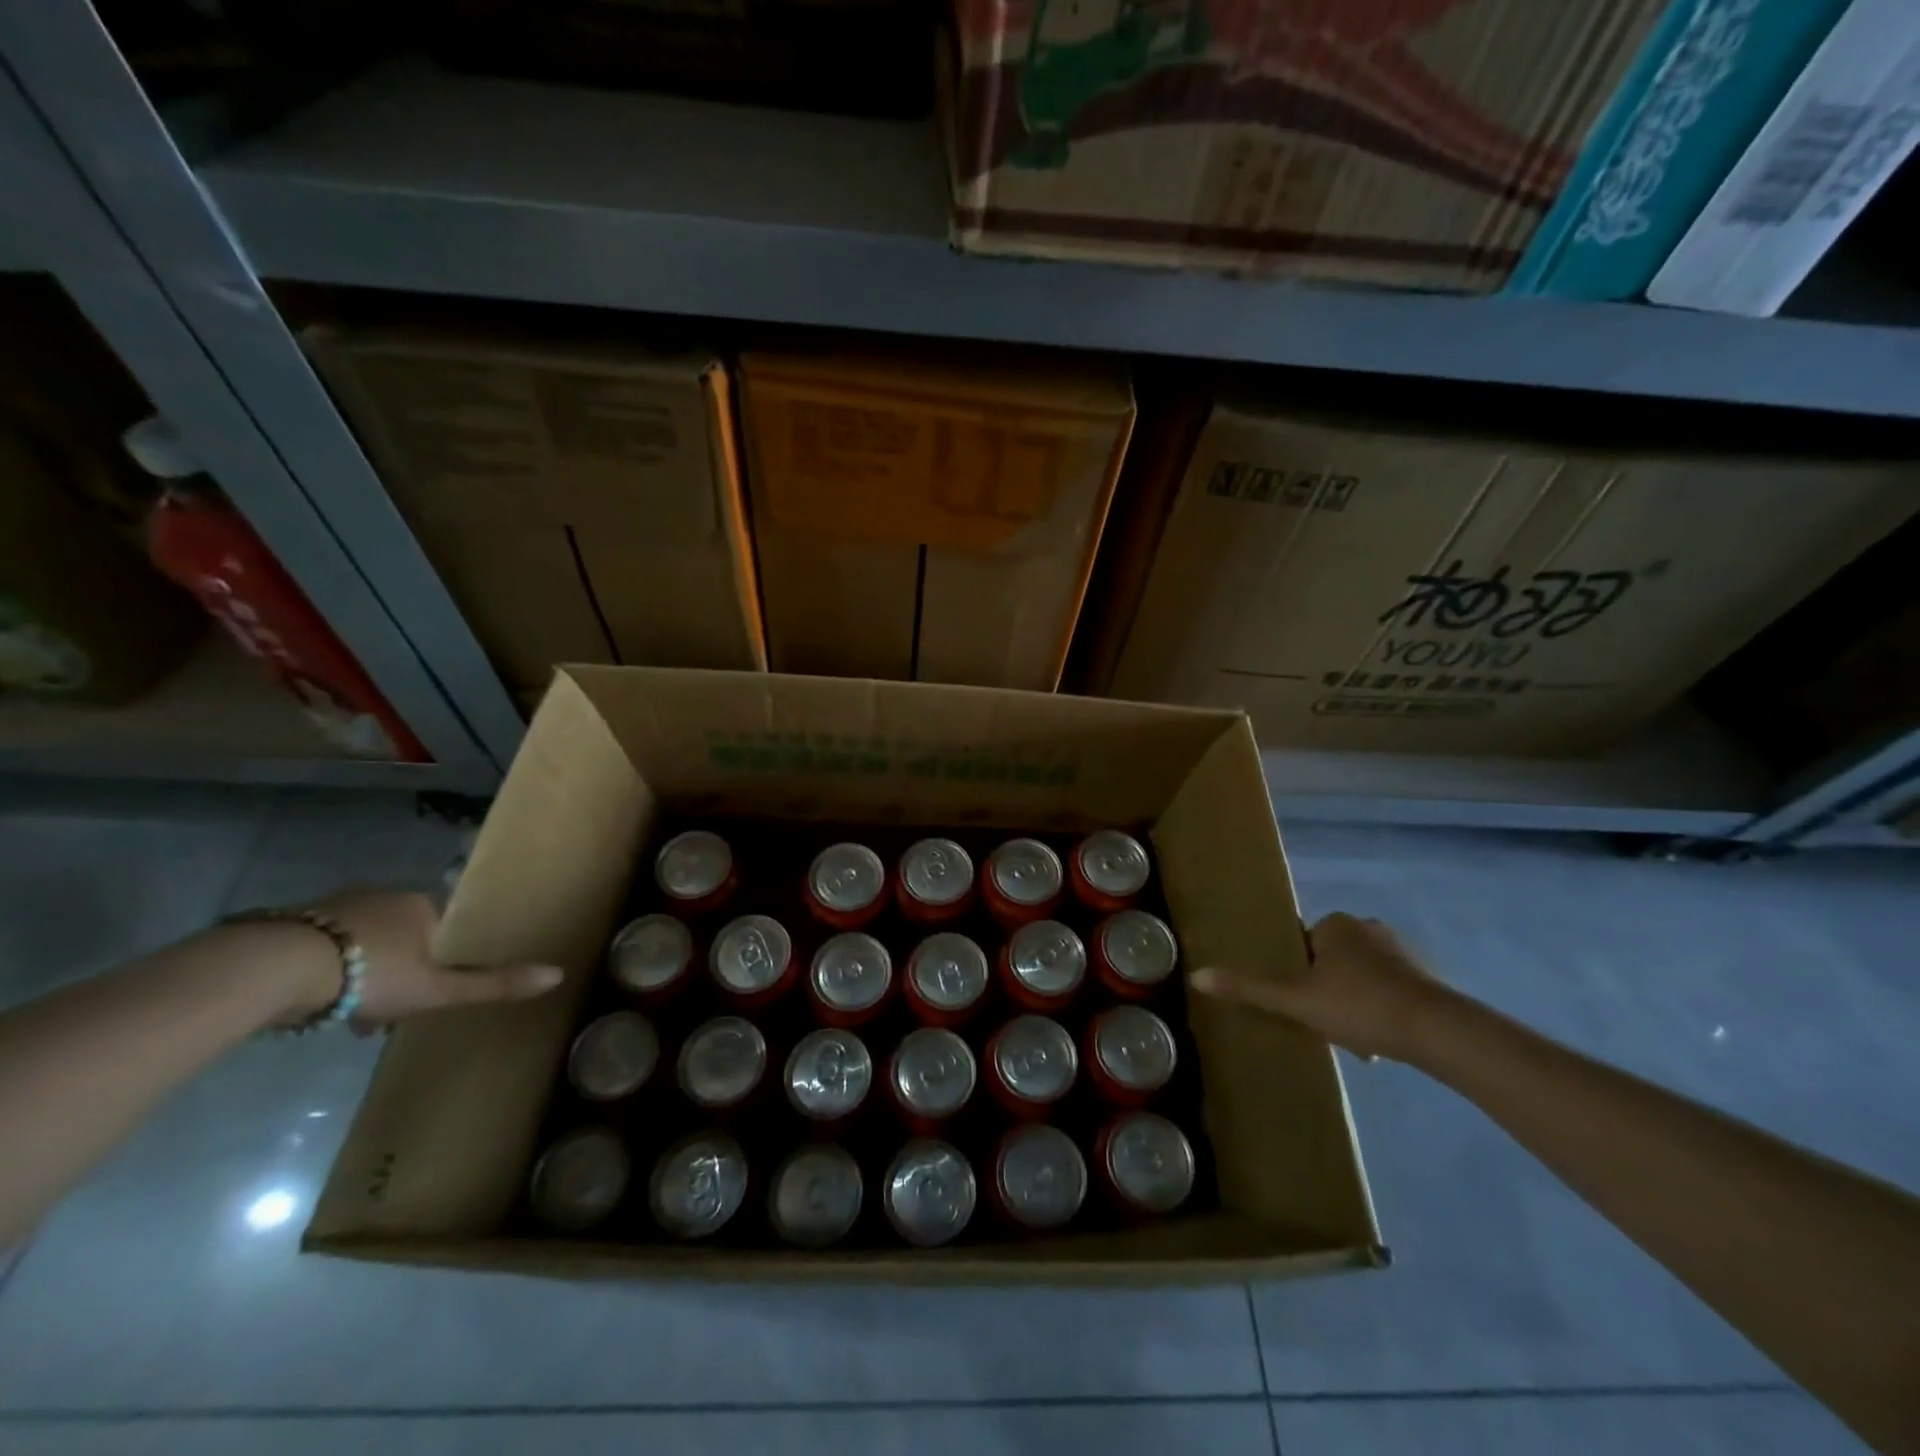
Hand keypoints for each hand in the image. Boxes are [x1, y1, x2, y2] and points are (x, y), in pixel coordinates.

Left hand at [273, 890, 562, 1029]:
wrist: (274, 967)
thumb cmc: (370, 974)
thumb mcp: (438, 988)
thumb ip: (492, 984)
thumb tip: (558, 974)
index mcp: (421, 905)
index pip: (444, 927)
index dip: (442, 959)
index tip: (432, 991)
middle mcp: (383, 896)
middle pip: (403, 936)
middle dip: (401, 972)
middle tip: (390, 1012)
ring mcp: (335, 906)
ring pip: (363, 943)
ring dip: (362, 976)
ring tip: (350, 1018)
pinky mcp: (292, 922)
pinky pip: (325, 947)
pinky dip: (328, 971)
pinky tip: (315, 1003)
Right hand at [1188, 911, 1449, 1062]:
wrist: (1436, 1030)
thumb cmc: (1359, 1006)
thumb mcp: (1296, 1001)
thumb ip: (1248, 989)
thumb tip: (1196, 976)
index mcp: (1335, 925)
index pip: (1303, 944)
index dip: (1297, 974)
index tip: (1301, 1004)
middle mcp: (1366, 927)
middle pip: (1331, 961)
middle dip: (1327, 991)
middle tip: (1325, 1024)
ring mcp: (1399, 950)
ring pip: (1360, 977)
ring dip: (1353, 1003)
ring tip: (1354, 1039)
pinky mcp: (1425, 975)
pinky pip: (1388, 989)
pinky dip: (1381, 1009)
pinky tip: (1380, 1041)